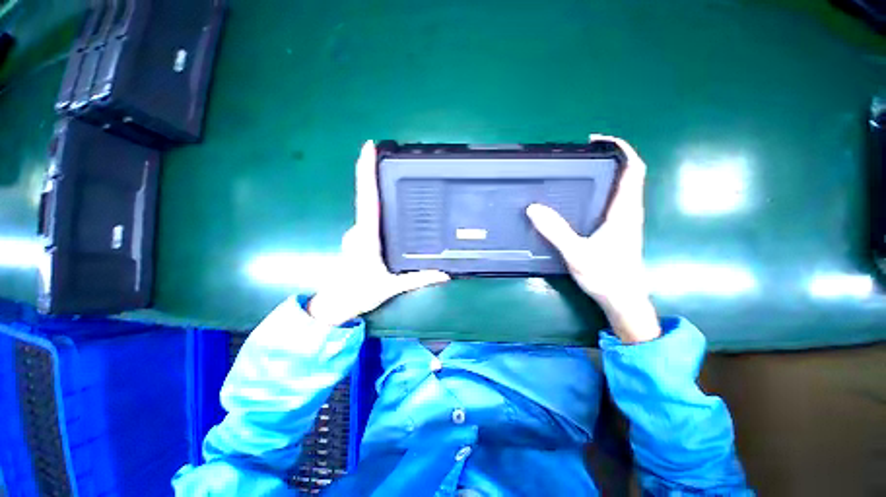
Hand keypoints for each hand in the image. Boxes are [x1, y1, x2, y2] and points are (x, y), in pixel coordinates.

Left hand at [307, 141, 449, 326]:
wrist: (336, 304)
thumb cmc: (360, 293)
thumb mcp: (392, 287)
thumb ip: (419, 278)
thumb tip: (445, 274)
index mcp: (368, 237)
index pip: (367, 199)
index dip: (366, 172)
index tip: (368, 148)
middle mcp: (359, 229)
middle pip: (366, 197)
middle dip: (373, 176)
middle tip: (386, 156)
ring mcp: (356, 232)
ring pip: (368, 209)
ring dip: (378, 196)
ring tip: (396, 190)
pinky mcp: (357, 236)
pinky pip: (369, 217)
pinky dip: (377, 210)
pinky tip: (390, 214)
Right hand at [526, 134, 660, 342]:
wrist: (623, 300)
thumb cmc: (605, 276)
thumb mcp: (576, 253)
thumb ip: (555, 230)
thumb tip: (533, 208)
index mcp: (624, 211)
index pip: (633, 170)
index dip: (621, 149)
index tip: (597, 141)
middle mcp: (629, 211)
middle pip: (628, 174)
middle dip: (609, 158)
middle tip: (580, 155)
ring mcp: (625, 221)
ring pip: (621, 188)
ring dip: (605, 174)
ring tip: (578, 171)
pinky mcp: (619, 230)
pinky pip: (613, 201)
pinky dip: (601, 190)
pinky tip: (581, 197)